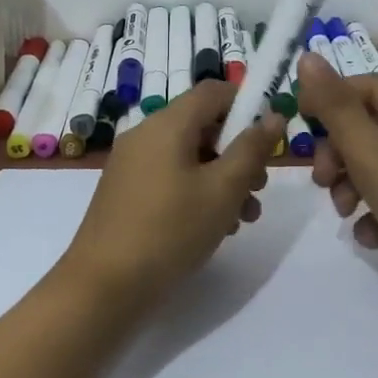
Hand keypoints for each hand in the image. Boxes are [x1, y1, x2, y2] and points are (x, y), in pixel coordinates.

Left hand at [62, 79, 285, 306]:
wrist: (103, 286)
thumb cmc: (170, 230)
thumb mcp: (223, 190)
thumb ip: (251, 149)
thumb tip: (273, 117)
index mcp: (167, 124)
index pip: (214, 91)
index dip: (247, 105)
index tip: (269, 139)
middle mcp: (145, 135)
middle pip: (203, 126)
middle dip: (238, 153)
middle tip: (259, 188)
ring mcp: (132, 165)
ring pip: (189, 157)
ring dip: (222, 179)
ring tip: (244, 218)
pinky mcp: (126, 193)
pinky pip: (170, 178)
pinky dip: (196, 192)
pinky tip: (214, 227)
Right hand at [295, 52, 377, 321]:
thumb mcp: (371, 154)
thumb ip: (336, 108)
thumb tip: (308, 56)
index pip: (367, 86)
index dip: (331, 97)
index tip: (300, 121)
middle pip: (367, 127)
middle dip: (337, 150)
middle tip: (322, 179)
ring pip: (372, 165)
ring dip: (348, 184)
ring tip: (344, 212)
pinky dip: (370, 213)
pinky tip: (370, 237)